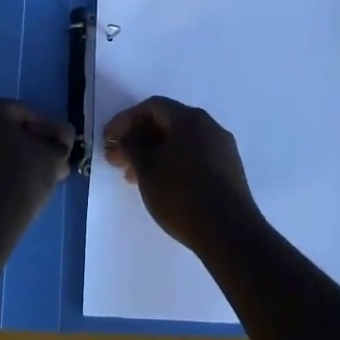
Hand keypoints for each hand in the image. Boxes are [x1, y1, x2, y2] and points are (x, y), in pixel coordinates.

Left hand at [0, 97, 74, 232]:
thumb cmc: (19, 175)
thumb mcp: (50, 155)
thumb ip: (59, 144)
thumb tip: (62, 143)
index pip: (25, 115)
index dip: (50, 131)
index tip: (66, 146)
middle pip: (8, 131)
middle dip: (34, 145)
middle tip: (57, 161)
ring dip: (20, 159)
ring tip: (44, 176)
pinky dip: (2, 171)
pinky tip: (23, 185)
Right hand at [103, 96, 260, 254]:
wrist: (230, 233)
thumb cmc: (182, 195)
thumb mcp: (147, 171)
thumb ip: (132, 148)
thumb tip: (127, 139)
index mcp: (189, 118)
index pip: (152, 107)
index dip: (126, 120)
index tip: (109, 140)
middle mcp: (209, 125)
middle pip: (167, 123)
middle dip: (139, 140)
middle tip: (118, 161)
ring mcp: (223, 148)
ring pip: (181, 142)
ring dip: (155, 154)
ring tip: (135, 179)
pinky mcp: (230, 170)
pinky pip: (195, 156)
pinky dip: (174, 163)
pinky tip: (162, 185)